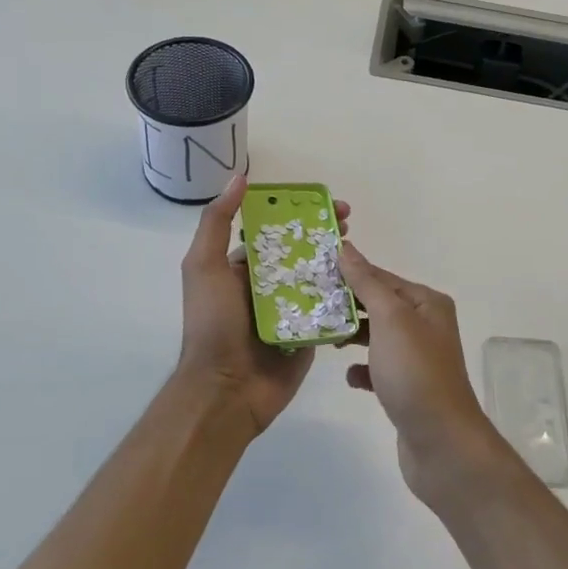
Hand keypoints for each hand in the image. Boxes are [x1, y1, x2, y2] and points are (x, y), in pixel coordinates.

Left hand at [175, 174, 348, 434]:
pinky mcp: (309, 332)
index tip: (323, 201)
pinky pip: (329, 309)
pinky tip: (364, 280)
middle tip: (349, 222)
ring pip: (320, 277)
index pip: (275, 230)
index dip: (299, 212)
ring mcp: (290, 310)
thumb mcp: (203, 267)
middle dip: (325, 233)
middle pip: (302, 251)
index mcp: (243, 267)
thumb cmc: (213, 325)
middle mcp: (268, 285)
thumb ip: (217, 222)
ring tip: (359, 249)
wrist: (226, 390)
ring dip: (340, 260)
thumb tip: (239, 179)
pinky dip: (345, 294)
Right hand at [338, 242, 508, 504]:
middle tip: (307, 303)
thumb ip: (366, 282)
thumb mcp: (390, 319)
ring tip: (321, 336)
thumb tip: (346, 248)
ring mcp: (416, 359)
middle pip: (378, 305)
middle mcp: (425, 326)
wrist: (441, 443)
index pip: (381, 277)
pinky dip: (362, 370)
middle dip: (346, 305)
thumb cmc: (414, 373)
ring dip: (351, 336)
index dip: (349, 273)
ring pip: (376, 337)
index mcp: (426, 303)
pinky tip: (349, 376)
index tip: (312, 272)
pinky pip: (378, 369)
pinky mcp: (406, 389)